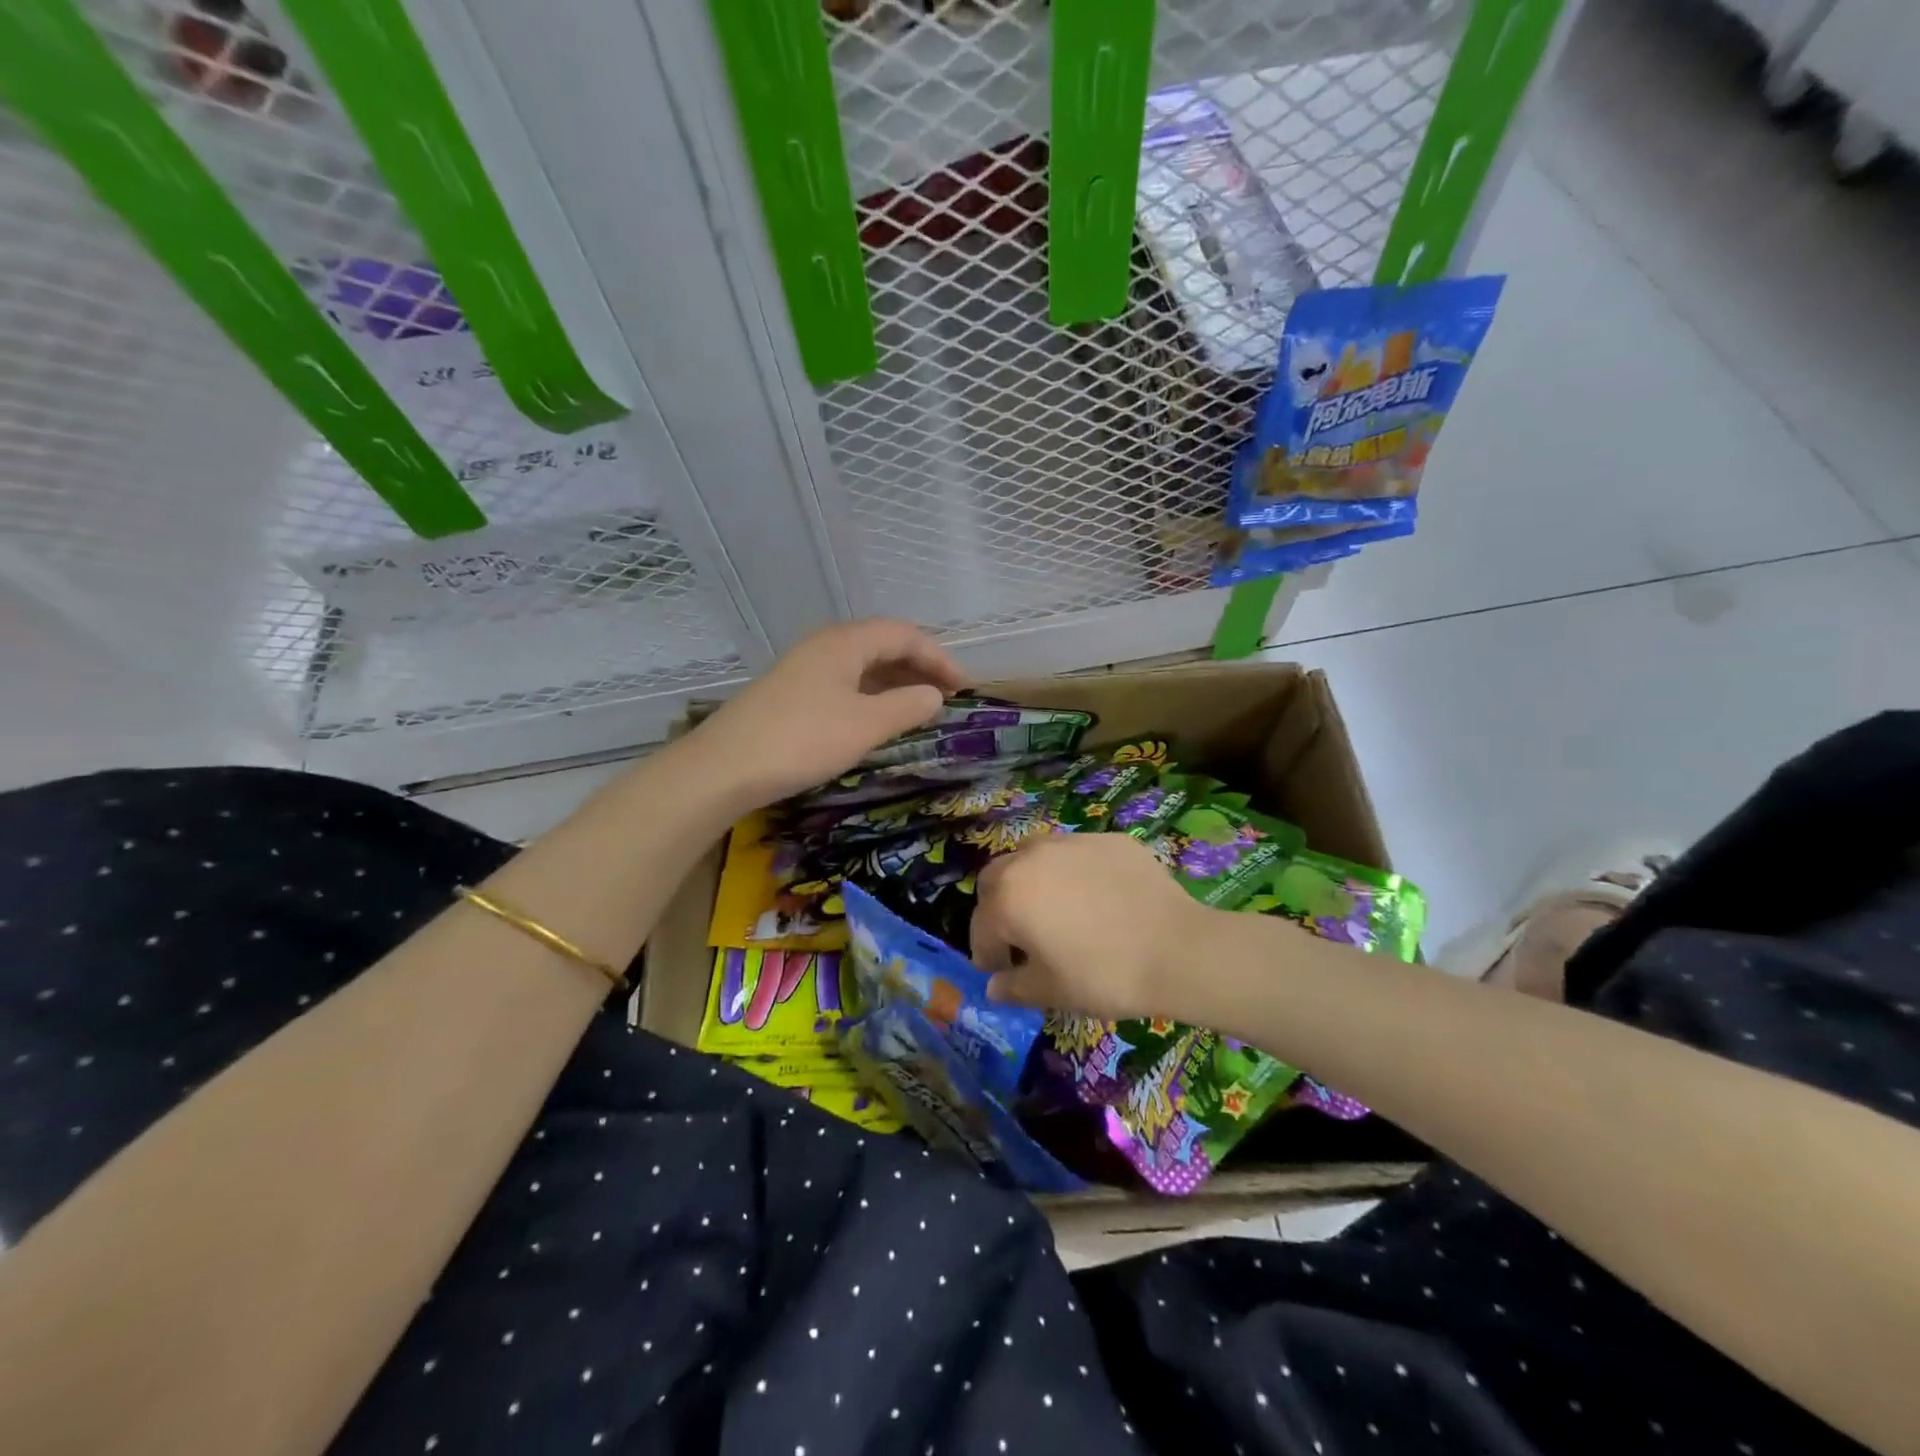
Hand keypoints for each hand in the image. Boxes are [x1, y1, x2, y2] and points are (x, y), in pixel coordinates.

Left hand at [693, 619, 967, 810]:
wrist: (723, 768)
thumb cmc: (802, 740)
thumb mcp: (865, 725)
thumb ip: (906, 707)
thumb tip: (934, 695)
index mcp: (845, 643)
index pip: (904, 634)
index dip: (939, 658)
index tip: (964, 688)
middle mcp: (824, 646)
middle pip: (882, 644)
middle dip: (919, 667)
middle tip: (946, 697)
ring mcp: (804, 669)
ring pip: (862, 665)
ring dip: (895, 682)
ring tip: (918, 708)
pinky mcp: (791, 693)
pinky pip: (844, 683)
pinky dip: (870, 695)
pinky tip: (876, 719)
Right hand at [969, 834, 1208, 1021]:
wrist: (1177, 949)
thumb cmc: (1103, 976)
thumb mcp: (1052, 992)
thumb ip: (1014, 987)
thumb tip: (996, 986)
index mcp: (1008, 898)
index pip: (981, 927)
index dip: (987, 954)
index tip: (1000, 973)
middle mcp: (1030, 859)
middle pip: (996, 879)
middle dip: (998, 907)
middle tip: (1019, 936)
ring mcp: (1070, 842)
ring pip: (1034, 856)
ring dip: (1031, 881)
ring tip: (1055, 910)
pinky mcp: (1108, 840)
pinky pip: (1076, 854)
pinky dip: (1074, 873)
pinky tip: (1098, 899)